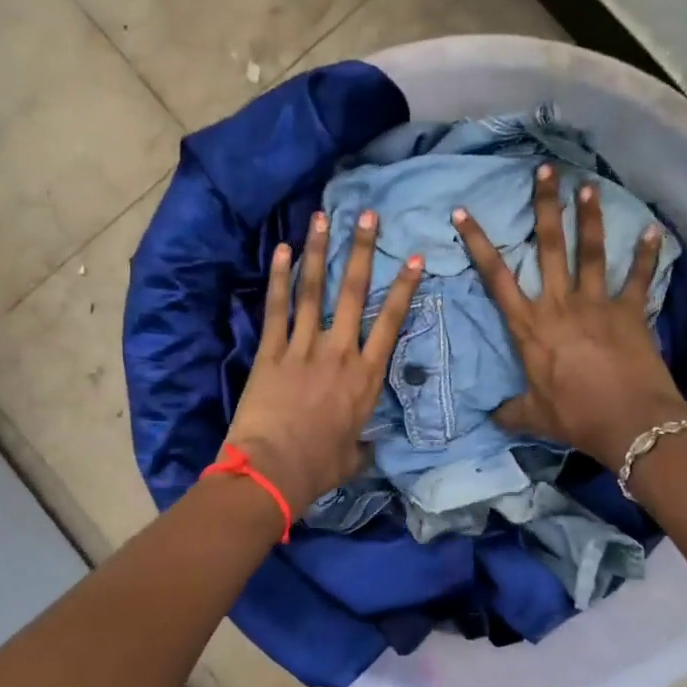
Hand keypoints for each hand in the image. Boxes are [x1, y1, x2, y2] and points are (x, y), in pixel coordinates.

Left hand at [224, 208, 424, 512]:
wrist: (273, 470)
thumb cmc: (318, 468)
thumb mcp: (353, 458)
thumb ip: (364, 444)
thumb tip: (370, 447)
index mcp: (366, 377)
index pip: (391, 322)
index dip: (404, 288)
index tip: (414, 258)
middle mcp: (339, 352)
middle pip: (355, 293)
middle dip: (362, 250)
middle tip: (368, 216)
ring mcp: (304, 348)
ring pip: (315, 290)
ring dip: (319, 251)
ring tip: (322, 217)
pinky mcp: (271, 352)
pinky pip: (277, 309)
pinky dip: (279, 278)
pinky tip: (282, 250)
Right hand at [453, 164, 686, 471]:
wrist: (630, 424)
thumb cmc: (575, 417)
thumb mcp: (533, 416)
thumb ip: (510, 411)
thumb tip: (490, 417)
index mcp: (529, 326)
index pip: (496, 277)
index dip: (478, 243)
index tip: (464, 212)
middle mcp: (560, 304)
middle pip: (548, 247)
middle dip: (544, 206)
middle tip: (544, 171)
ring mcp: (597, 304)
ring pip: (589, 251)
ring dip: (588, 217)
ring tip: (587, 185)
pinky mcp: (630, 312)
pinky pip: (639, 278)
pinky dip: (647, 255)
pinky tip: (655, 230)